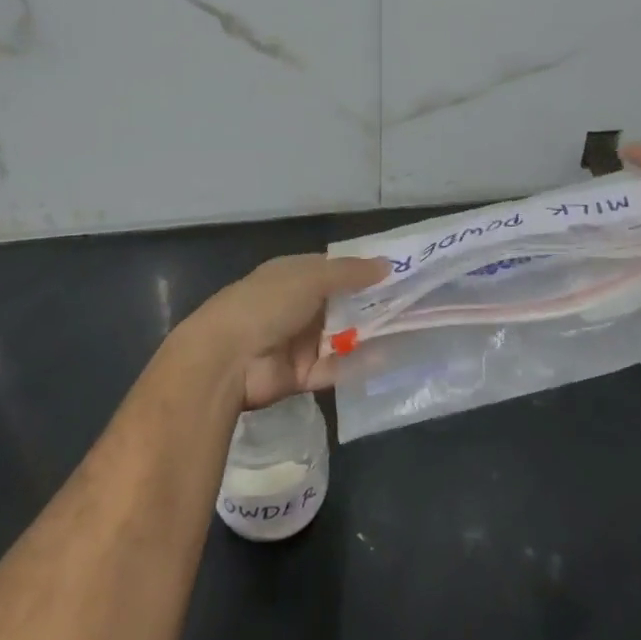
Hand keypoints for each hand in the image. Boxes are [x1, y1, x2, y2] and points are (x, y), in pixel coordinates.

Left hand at [177, 254, 389, 410]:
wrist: (226, 359)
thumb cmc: (267, 304)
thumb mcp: (311, 278)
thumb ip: (350, 273)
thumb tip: (387, 264)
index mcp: (294, 275)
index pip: (335, 269)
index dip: (364, 270)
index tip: (400, 271)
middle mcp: (297, 306)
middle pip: (342, 304)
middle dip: (373, 304)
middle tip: (414, 302)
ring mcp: (299, 341)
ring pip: (342, 336)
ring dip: (370, 333)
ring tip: (410, 329)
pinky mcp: (301, 374)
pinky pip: (336, 367)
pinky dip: (358, 363)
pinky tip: (388, 357)